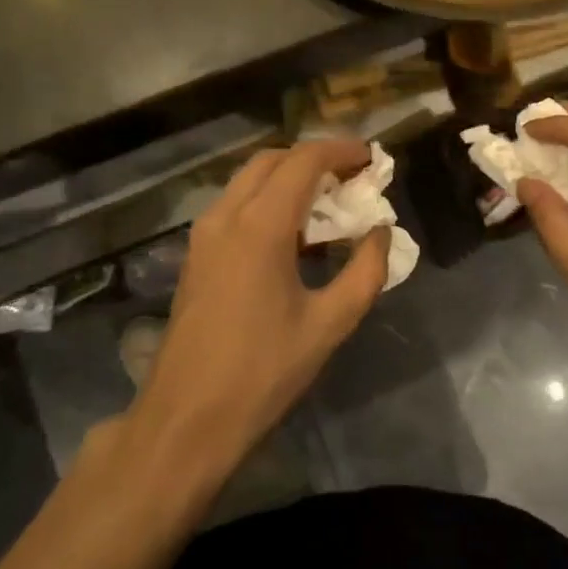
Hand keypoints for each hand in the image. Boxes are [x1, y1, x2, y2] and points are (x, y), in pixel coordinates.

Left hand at [129, 138, 388, 477]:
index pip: (304, 161)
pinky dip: (267, 199)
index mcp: (260, 226)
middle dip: (314, 158)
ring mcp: (204, 234)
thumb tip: (380, 232)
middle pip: (272, 160)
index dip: (341, 151)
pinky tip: (293, 234)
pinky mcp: (196, 254)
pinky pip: (235, 204)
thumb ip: (365, 271)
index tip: (372, 159)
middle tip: (352, 178)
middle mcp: (226, 216)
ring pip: (249, 179)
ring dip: (289, 177)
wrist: (187, 418)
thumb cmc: (263, 371)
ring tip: (328, 203)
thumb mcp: (329, 324)